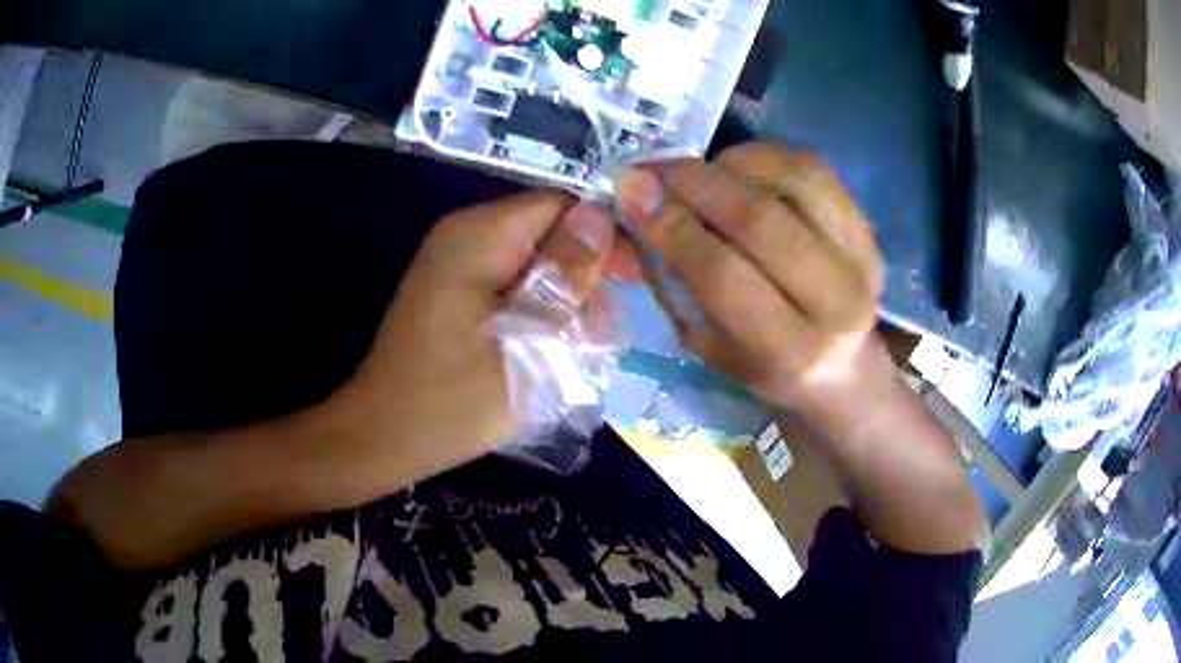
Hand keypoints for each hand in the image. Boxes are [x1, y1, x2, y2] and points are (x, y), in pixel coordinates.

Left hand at [339, 192, 617, 474]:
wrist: (385, 436)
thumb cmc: (454, 399)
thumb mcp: (528, 340)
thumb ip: (567, 277)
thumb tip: (600, 216)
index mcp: (479, 235)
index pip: (561, 205)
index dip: (602, 237)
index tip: (630, 283)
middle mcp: (465, 235)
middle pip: (547, 232)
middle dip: (582, 276)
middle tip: (600, 333)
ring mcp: (456, 263)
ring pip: (532, 261)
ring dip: (561, 299)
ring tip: (578, 351)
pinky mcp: (453, 291)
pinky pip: (510, 284)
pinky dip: (536, 310)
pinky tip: (548, 350)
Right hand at [614, 143, 883, 419]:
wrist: (844, 369)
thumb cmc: (768, 367)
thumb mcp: (714, 348)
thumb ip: (679, 283)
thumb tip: (640, 206)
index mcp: (791, 352)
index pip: (722, 275)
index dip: (672, 226)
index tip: (631, 192)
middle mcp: (836, 304)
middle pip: (760, 220)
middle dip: (695, 184)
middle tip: (654, 169)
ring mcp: (861, 258)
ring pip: (795, 181)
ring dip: (734, 163)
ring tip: (702, 169)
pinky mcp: (868, 229)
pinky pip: (816, 171)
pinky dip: (768, 157)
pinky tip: (739, 167)